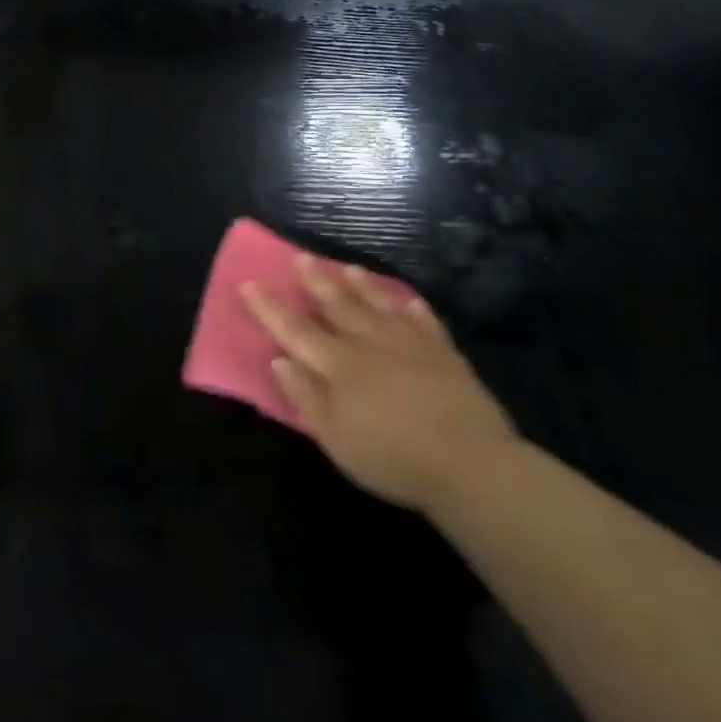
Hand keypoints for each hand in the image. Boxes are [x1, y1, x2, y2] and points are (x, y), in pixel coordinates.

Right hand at [243, 257, 516, 513]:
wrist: (471, 464)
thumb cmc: (393, 458)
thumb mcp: (336, 439)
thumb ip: (306, 397)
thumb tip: (280, 359)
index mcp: (340, 365)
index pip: (295, 330)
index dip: (270, 308)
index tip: (249, 284)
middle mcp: (371, 344)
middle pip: (338, 306)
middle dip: (316, 281)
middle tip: (301, 257)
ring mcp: (411, 345)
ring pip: (380, 306)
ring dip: (363, 286)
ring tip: (349, 268)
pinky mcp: (444, 355)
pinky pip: (426, 324)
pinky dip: (415, 310)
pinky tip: (410, 301)